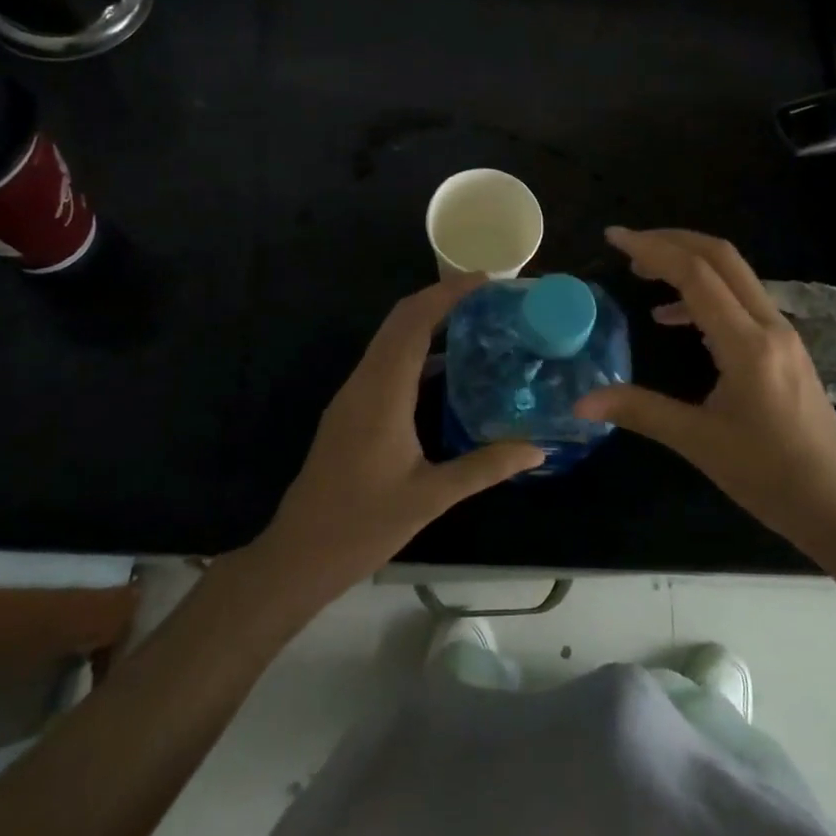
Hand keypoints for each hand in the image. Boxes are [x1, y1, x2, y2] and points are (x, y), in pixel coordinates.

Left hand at [260, 275, 542, 596]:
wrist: (298, 555)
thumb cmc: (363, 524)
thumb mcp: (430, 497)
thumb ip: (484, 467)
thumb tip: (537, 450)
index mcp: (382, 391)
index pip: (414, 322)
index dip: (447, 294)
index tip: (486, 280)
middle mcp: (364, 382)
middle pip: (400, 321)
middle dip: (441, 298)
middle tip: (488, 297)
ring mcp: (353, 395)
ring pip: (390, 340)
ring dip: (427, 321)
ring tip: (474, 322)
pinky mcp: (352, 410)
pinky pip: (386, 362)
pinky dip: (416, 349)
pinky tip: (447, 368)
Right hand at [574, 227, 835, 551]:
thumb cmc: (770, 476)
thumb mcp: (698, 443)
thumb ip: (640, 411)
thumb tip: (580, 404)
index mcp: (748, 344)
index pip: (696, 275)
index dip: (652, 249)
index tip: (613, 237)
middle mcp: (770, 325)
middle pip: (721, 257)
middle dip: (672, 241)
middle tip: (627, 246)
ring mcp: (782, 333)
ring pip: (734, 274)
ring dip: (689, 262)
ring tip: (644, 273)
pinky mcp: (784, 346)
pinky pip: (741, 299)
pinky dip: (703, 293)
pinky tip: (673, 317)